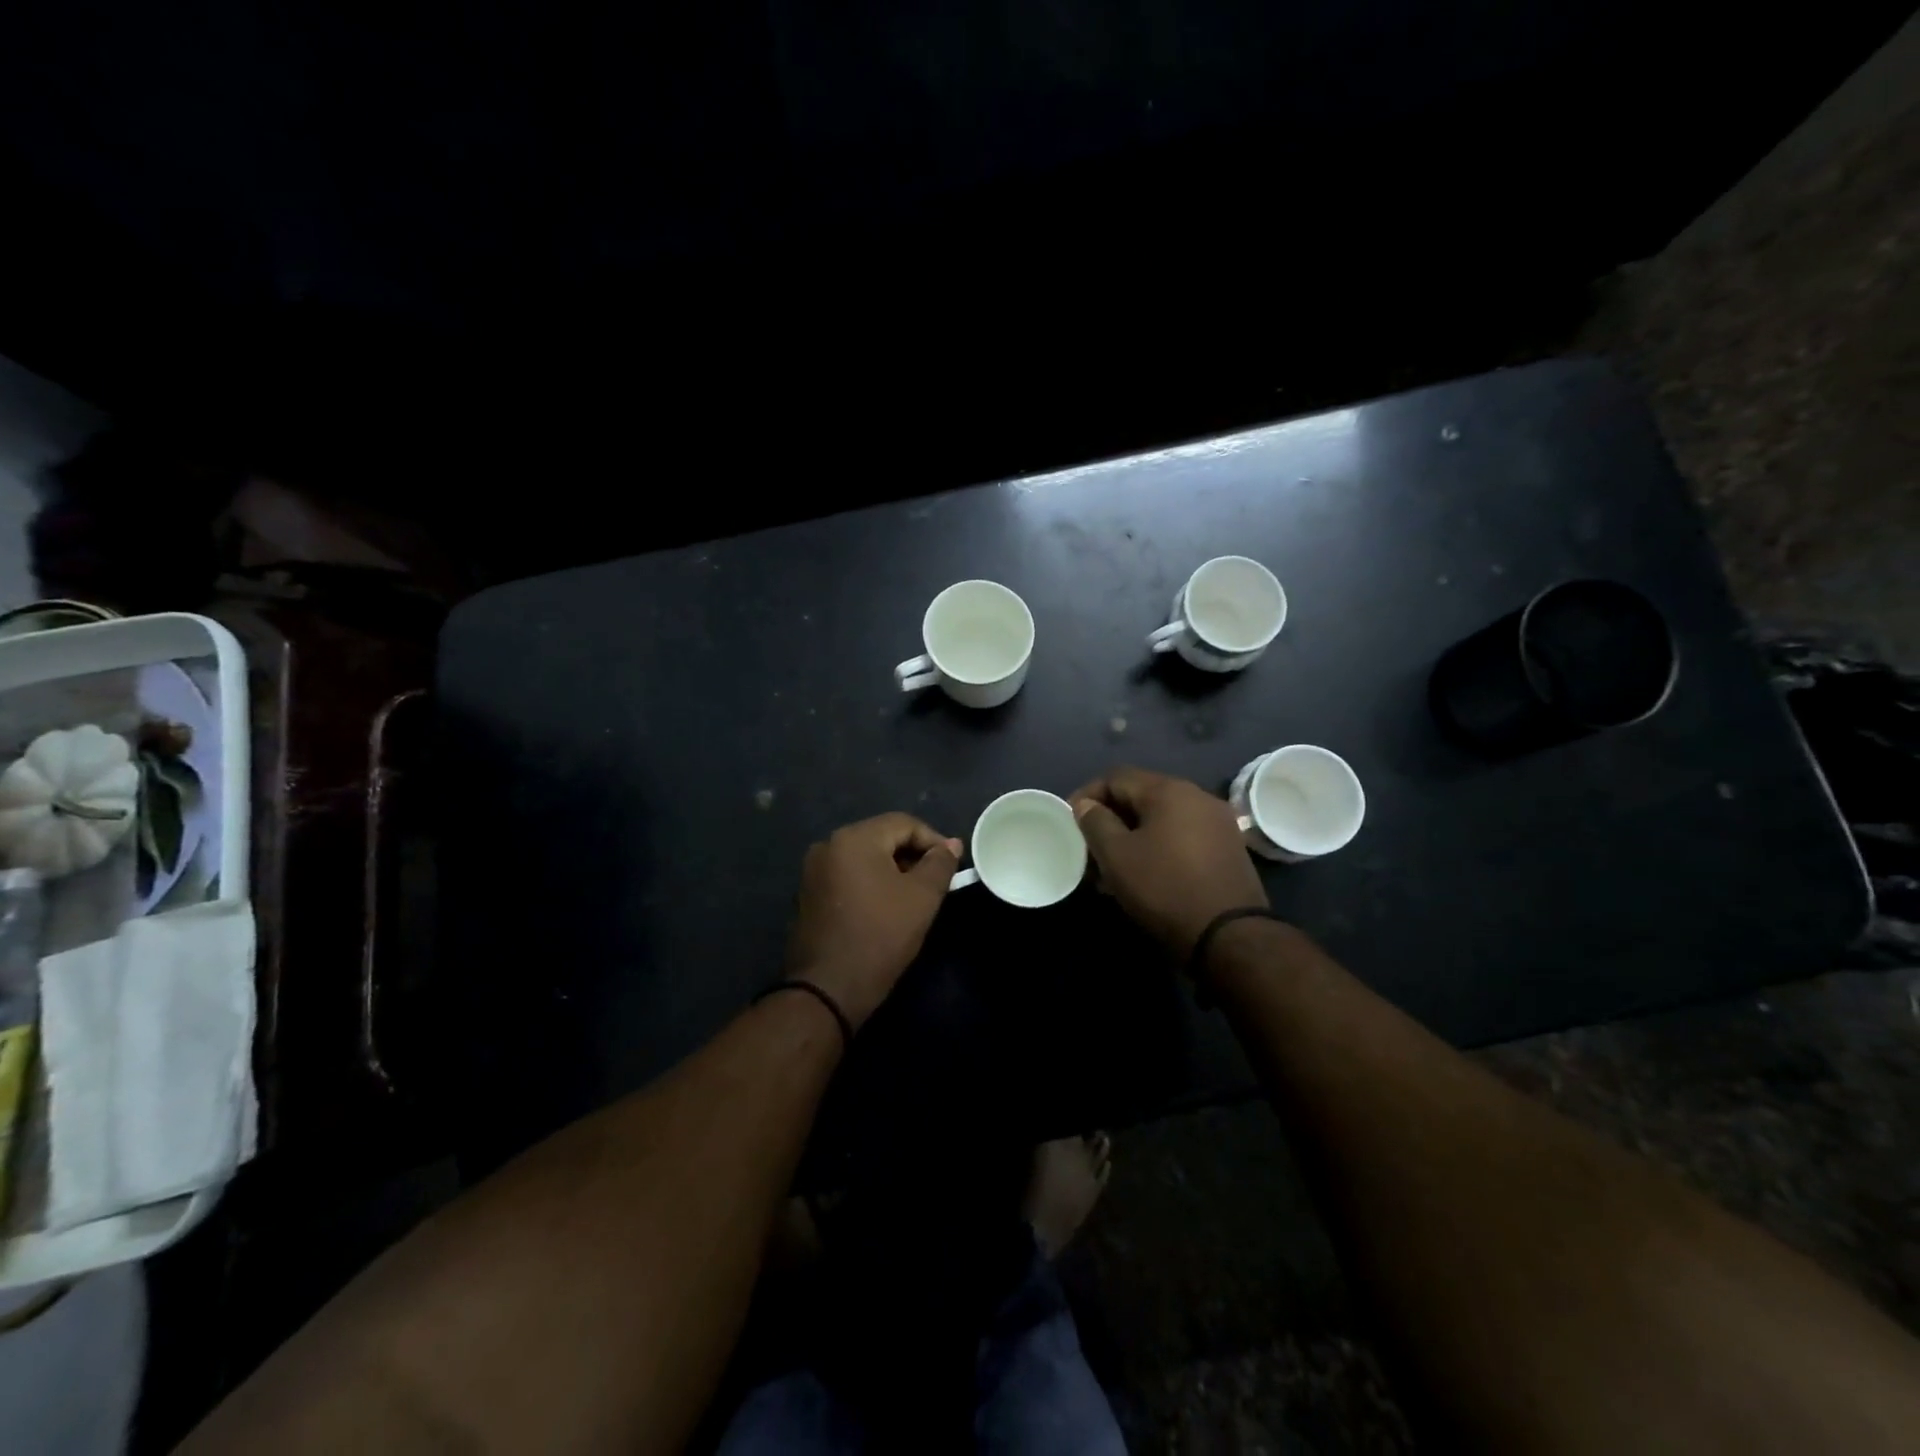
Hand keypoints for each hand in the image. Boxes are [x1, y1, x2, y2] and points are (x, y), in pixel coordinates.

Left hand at [785, 813, 961, 1028]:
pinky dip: (871, 883)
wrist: (828, 990)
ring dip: (892, 870)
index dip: (934, 840)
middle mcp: (828, 845)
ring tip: (914, 896)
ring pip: (864, 857)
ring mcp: (813, 870)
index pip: (904, 823)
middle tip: (936, 882)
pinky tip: (885, 908)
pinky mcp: (808, 894)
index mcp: (854, 838)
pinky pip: (848, 876)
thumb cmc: (880, 936)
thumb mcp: (922, 898)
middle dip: (913, 855)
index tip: (953, 865)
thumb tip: (950, 845)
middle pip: (882, 837)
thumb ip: (940, 864)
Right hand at [1071, 767, 1270, 957]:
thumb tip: (1086, 804)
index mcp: (1170, 790)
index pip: (1116, 777)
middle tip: (1089, 848)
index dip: (1087, 795)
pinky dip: (1157, 847)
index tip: (1070, 822)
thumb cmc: (1164, 888)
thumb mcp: (1116, 855)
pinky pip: (1181, 837)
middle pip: (1140, 796)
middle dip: (1109, 819)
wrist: (1229, 936)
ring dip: (1132, 837)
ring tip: (1111, 868)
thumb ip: (1095, 822)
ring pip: (1161, 819)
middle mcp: (1198, 797)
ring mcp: (1217, 823)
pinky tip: (1143, 875)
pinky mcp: (1228, 849)